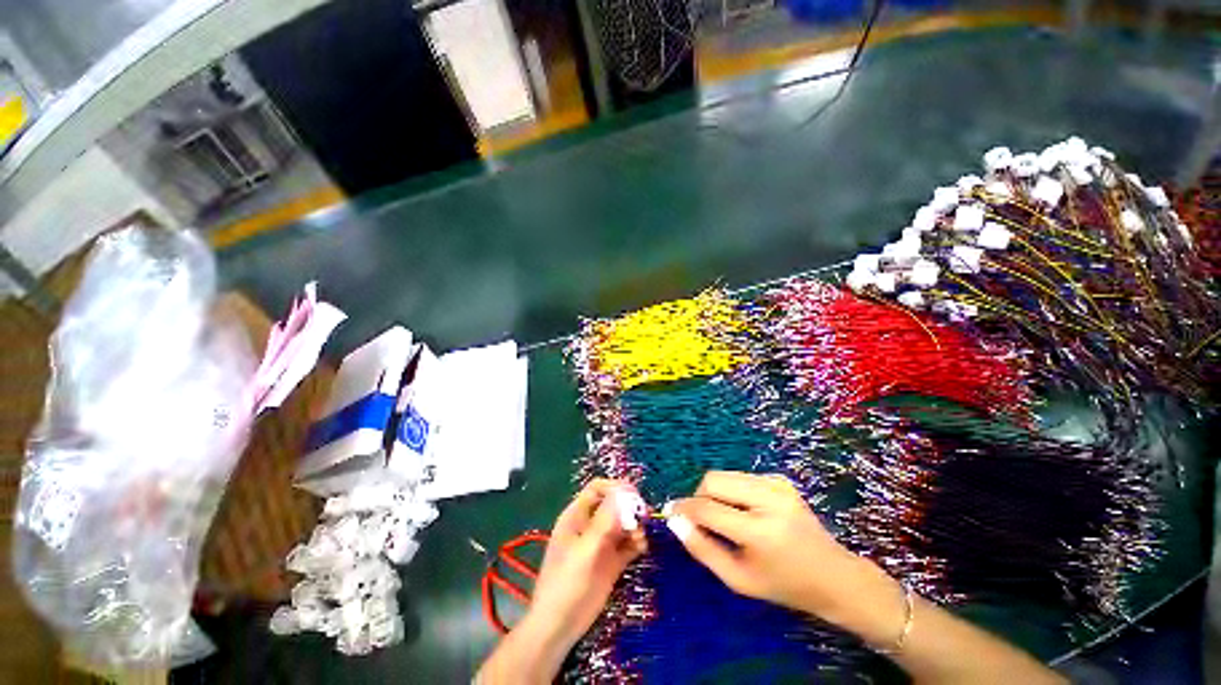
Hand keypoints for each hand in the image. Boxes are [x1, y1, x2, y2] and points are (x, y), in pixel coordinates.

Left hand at [478, 479, 646, 683]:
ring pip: (623, 523)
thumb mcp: (585, 550)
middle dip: (629, 506)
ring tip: (640, 538)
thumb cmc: (566, 584)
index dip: (616, 488)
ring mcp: (601, 543)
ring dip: (635, 525)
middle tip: (643, 515)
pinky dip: (637, 542)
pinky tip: (642, 548)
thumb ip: (604, 522)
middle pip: (614, 504)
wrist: (559, 627)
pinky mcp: (611, 561)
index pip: (598, 489)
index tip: (634, 495)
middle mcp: (590, 525)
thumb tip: (623, 493)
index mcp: (577, 516)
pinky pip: (628, 543)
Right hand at [668, 471, 902, 643]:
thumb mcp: (738, 579)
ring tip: (725, 517)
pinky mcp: (780, 479)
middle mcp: (768, 499)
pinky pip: (740, 477)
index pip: (707, 508)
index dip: (683, 508)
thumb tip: (675, 521)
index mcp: (759, 531)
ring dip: (715, 493)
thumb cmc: (783, 585)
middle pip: (713, 480)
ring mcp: (777, 485)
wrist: (833, 575)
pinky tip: (746, 511)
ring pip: (725, 475)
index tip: (669, 512)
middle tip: (703, 519)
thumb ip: (702, 549)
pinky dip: (733, 491)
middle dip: (699, 497)